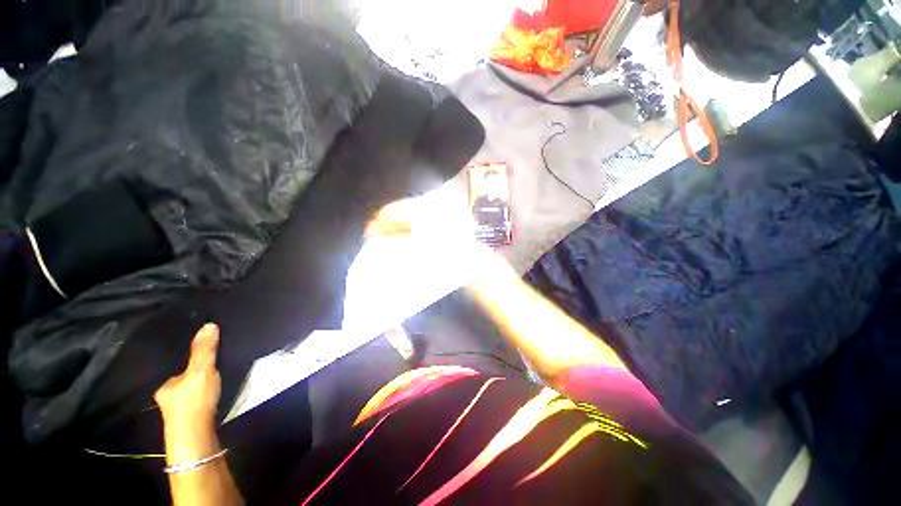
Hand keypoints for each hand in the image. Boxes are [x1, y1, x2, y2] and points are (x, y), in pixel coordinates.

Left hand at [155, 323, 221, 430]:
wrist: (197, 435)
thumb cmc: (192, 401)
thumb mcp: (200, 372)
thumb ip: (204, 350)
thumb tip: (209, 324)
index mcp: (160, 380)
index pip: (168, 358)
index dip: (180, 346)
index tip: (193, 335)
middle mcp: (164, 389)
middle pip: (177, 369)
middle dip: (188, 358)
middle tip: (204, 342)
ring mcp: (176, 401)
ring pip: (185, 379)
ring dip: (195, 369)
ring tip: (209, 355)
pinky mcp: (190, 408)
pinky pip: (193, 386)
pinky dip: (200, 379)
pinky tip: (209, 376)